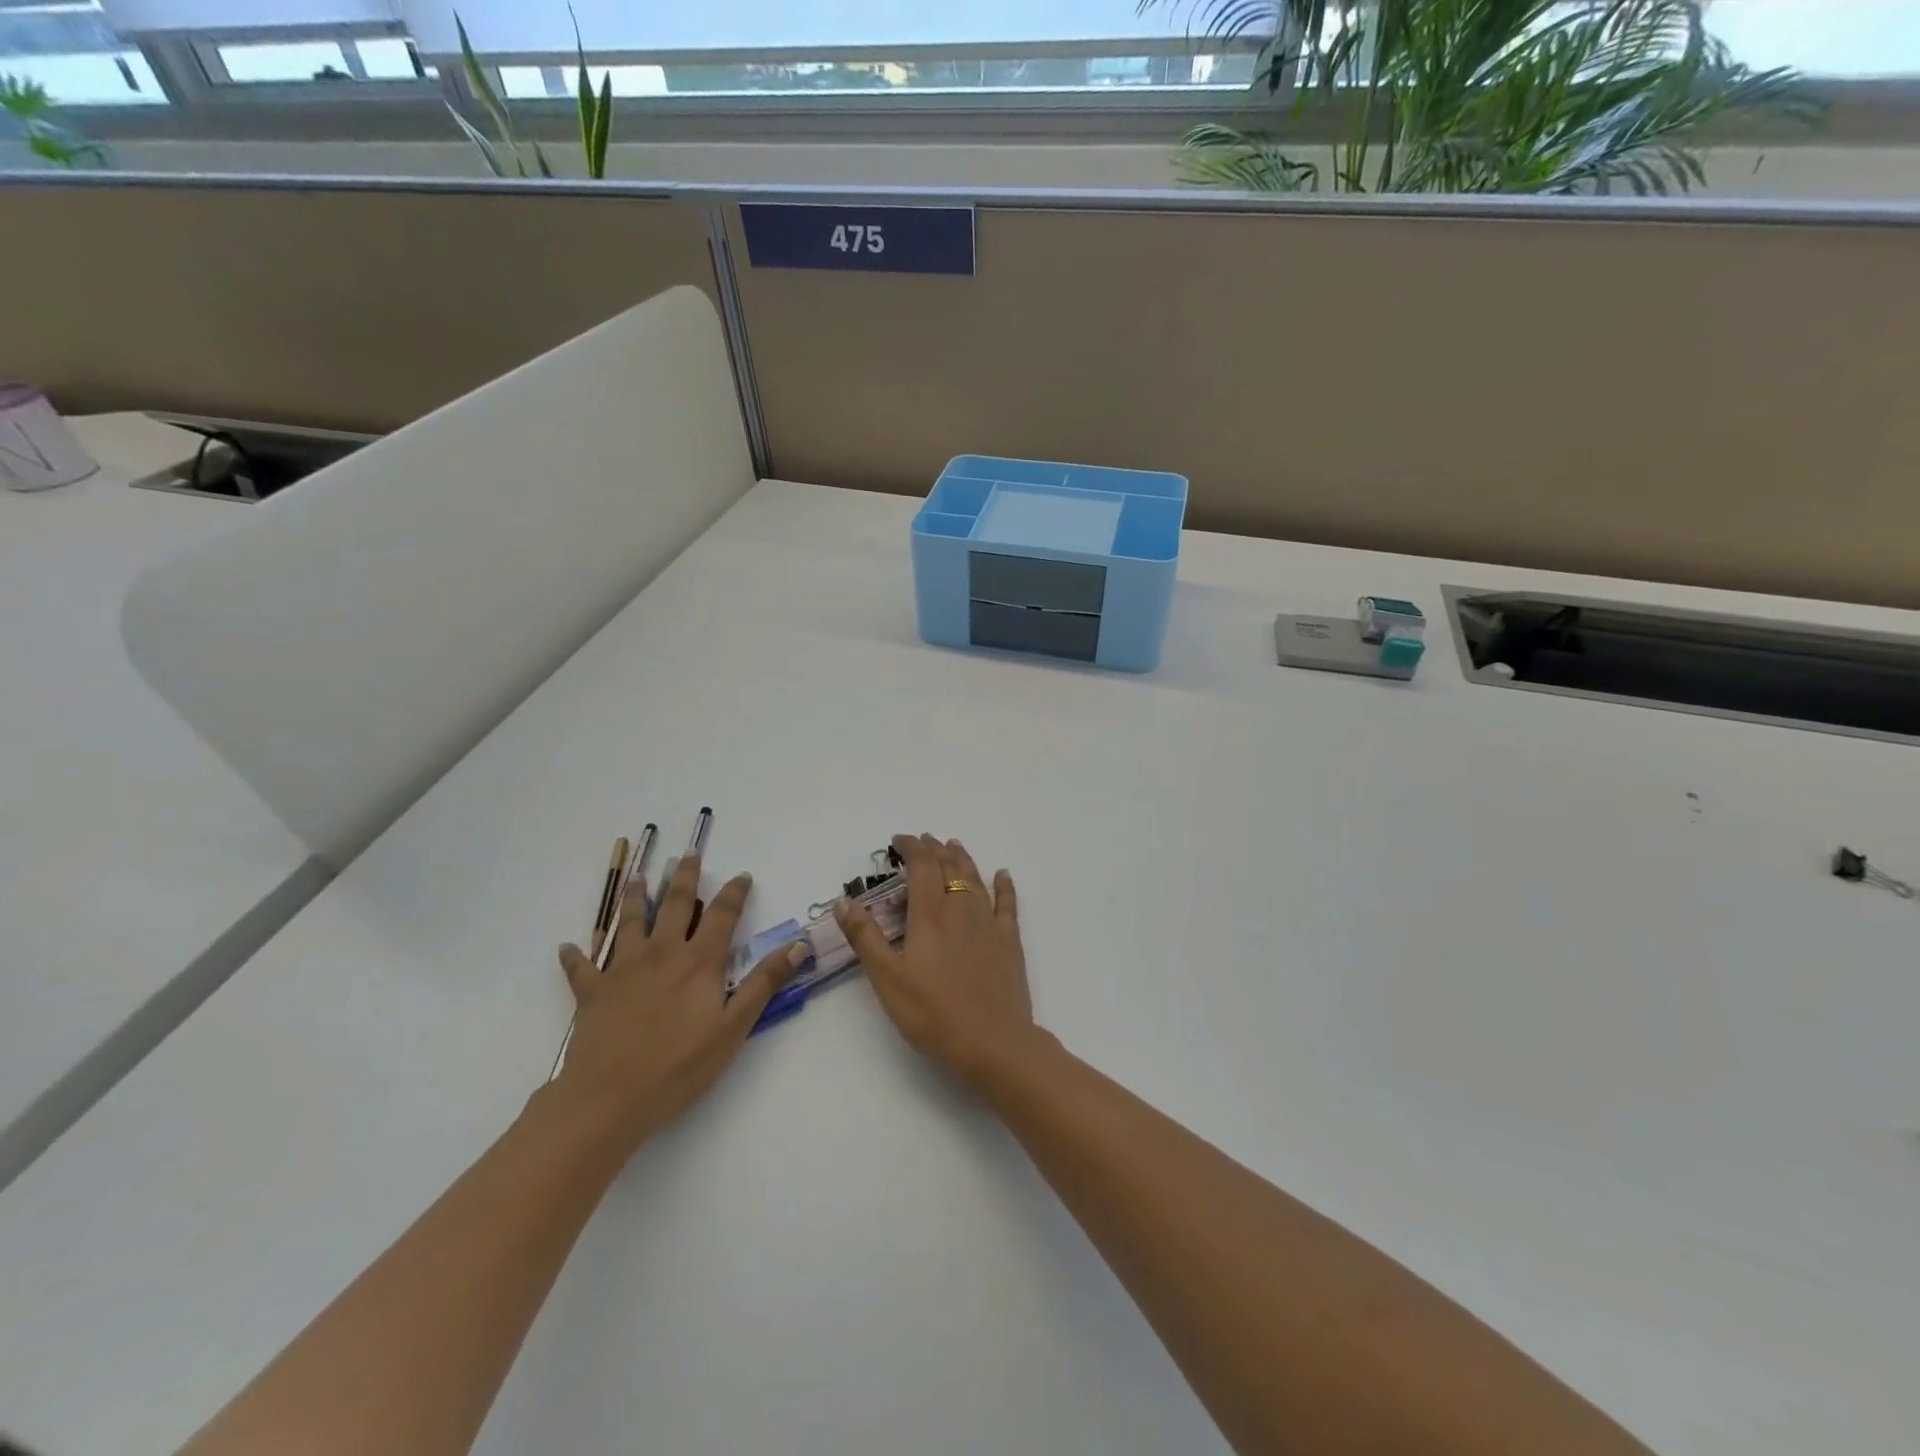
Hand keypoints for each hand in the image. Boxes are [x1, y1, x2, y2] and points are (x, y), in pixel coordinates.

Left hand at [553, 853, 801, 1145]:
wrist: (609, 1097)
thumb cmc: (680, 1065)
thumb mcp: (734, 1026)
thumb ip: (765, 982)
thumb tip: (798, 944)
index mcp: (699, 961)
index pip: (722, 915)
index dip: (734, 892)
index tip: (742, 875)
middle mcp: (662, 953)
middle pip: (675, 905)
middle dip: (684, 877)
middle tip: (688, 854)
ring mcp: (623, 969)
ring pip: (630, 922)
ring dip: (635, 897)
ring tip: (637, 877)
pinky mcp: (592, 991)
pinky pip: (582, 967)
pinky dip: (576, 955)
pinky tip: (568, 947)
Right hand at [836, 834, 1036, 1087]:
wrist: (993, 1042)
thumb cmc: (933, 1014)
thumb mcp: (887, 979)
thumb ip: (865, 937)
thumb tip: (844, 901)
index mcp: (930, 914)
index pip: (921, 866)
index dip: (911, 848)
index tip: (899, 840)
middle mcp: (961, 908)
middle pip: (949, 866)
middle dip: (934, 849)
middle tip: (923, 841)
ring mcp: (989, 923)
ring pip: (975, 878)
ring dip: (962, 858)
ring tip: (953, 846)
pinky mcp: (1009, 940)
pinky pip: (1007, 903)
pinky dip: (1004, 885)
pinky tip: (1003, 874)